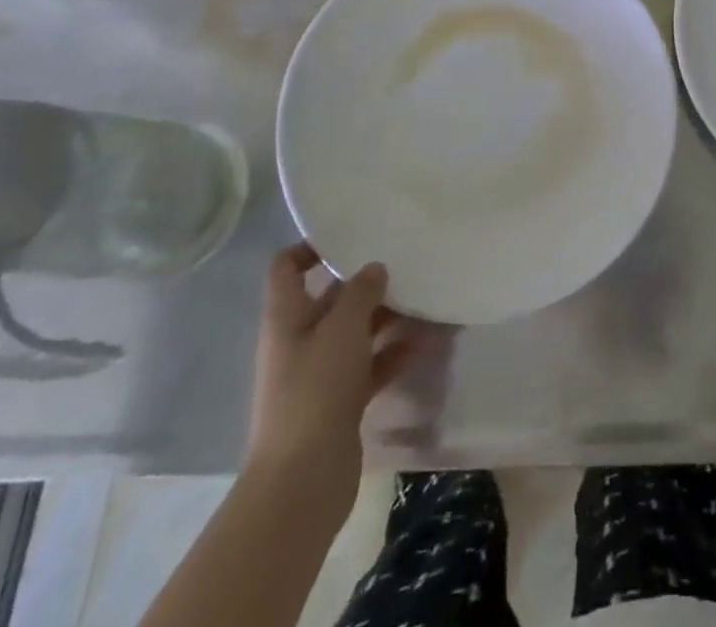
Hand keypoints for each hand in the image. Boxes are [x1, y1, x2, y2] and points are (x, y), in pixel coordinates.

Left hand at [244, 242, 415, 527]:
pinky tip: (428, 341)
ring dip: (389, 317)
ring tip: (428, 299)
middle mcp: (300, 340)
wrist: (302, 482)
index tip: (351, 234)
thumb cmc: (314, 391)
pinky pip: (371, 365)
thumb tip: (374, 268)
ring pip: (357, 332)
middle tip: (408, 262)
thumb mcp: (342, 329)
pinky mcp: (340, 402)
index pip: (286, 267)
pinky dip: (395, 352)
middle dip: (367, 283)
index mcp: (287, 318)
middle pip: (331, 298)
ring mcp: (320, 373)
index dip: (311, 246)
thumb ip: (362, 291)